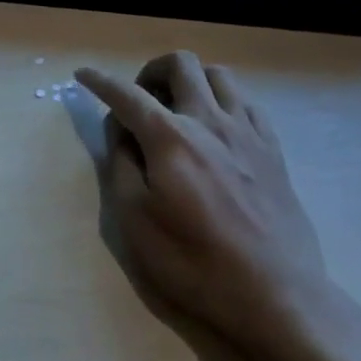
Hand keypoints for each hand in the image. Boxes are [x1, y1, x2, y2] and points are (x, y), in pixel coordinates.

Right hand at [76, 52, 330, 358]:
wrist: (276, 296)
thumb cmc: (195, 263)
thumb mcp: (136, 221)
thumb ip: (121, 164)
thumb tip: (120, 129)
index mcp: (171, 138)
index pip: (127, 94)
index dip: (100, 81)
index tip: (83, 74)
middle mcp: (210, 120)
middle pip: (180, 64)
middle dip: (151, 70)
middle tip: (140, 100)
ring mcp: (247, 132)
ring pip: (217, 74)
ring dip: (190, 80)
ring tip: (178, 109)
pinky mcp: (273, 149)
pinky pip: (246, 101)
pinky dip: (223, 100)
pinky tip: (216, 127)